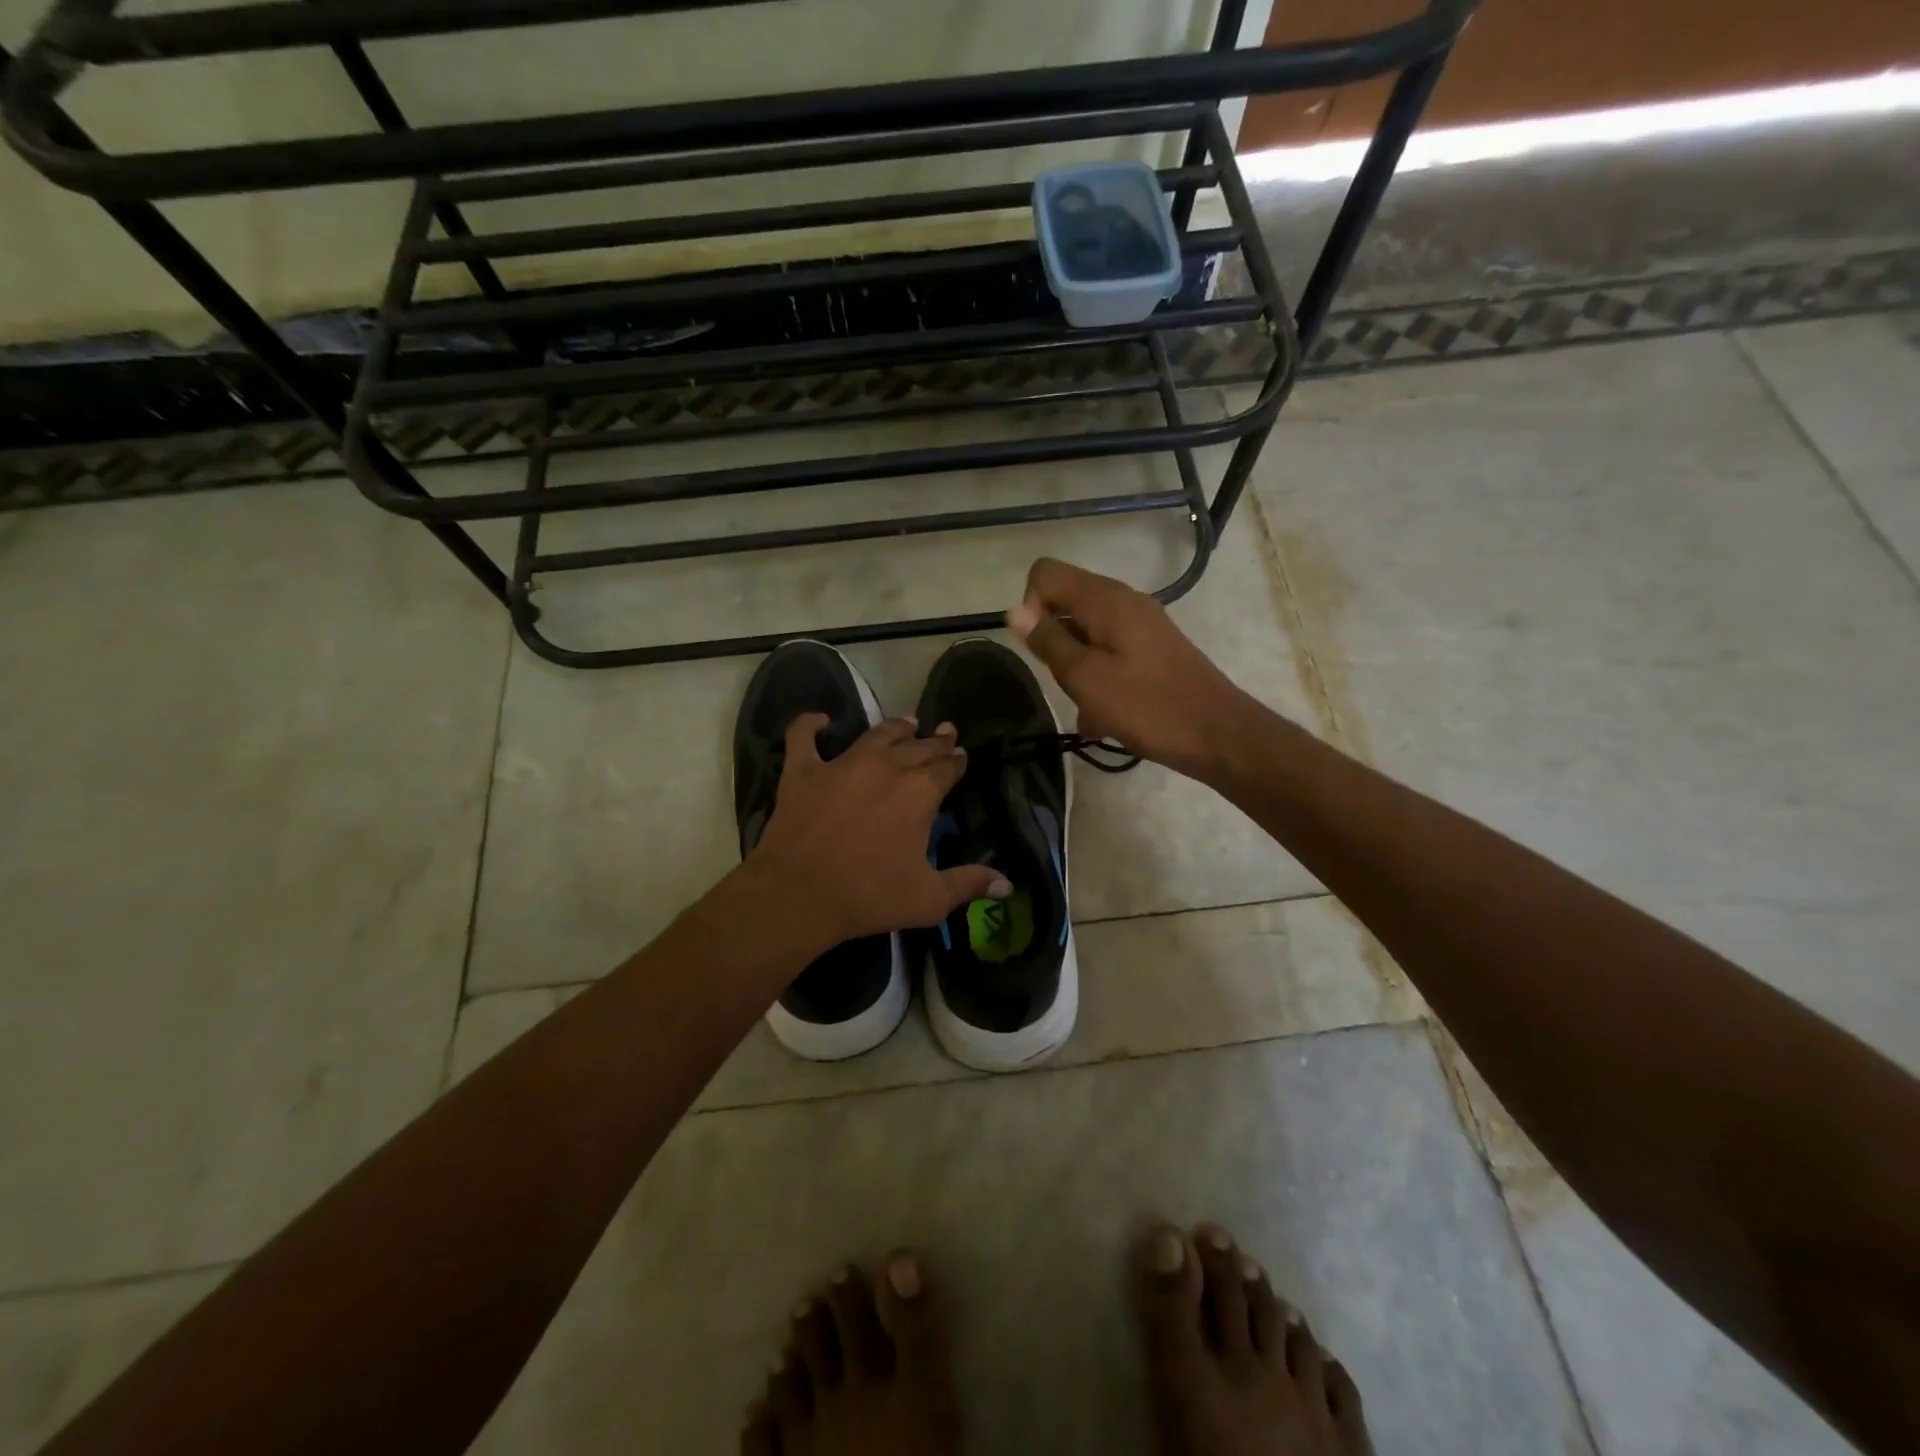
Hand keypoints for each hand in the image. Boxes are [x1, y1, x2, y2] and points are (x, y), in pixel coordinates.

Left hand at [744, 715, 1009, 951]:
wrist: (799, 894)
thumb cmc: (869, 896)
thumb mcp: (929, 899)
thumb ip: (969, 884)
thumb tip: (1008, 886)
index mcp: (920, 791)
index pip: (948, 766)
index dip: (957, 760)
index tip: (962, 755)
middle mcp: (886, 766)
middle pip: (918, 746)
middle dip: (935, 740)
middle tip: (944, 732)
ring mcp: (842, 763)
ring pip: (876, 734)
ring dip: (895, 727)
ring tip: (907, 723)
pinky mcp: (804, 770)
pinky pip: (804, 736)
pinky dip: (810, 725)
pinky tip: (820, 721)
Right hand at [1007, 557, 1256, 778]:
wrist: (1218, 734)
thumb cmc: (1148, 707)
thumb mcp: (1086, 678)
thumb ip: (1048, 641)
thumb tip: (1014, 610)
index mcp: (1105, 599)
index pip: (1045, 574)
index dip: (1030, 607)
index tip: (1041, 649)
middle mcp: (1123, 601)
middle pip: (1064, 602)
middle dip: (1053, 642)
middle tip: (1068, 683)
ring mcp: (1140, 624)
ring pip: (1085, 632)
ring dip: (1075, 667)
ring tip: (1088, 708)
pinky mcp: (1151, 648)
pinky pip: (1108, 651)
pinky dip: (1097, 677)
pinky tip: (1104, 716)